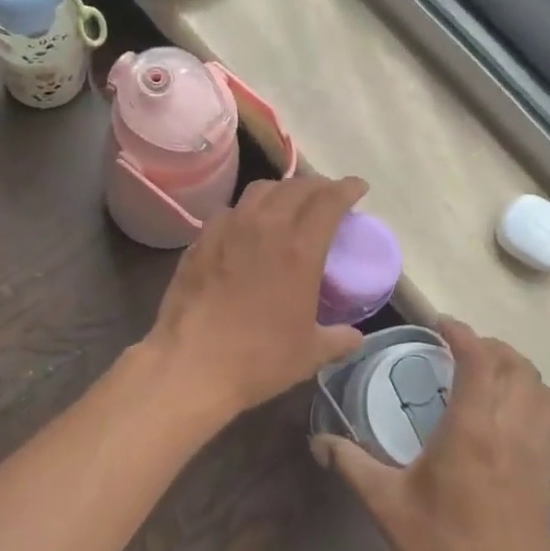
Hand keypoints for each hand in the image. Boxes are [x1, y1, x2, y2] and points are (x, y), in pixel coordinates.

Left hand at [144, 174, 368, 424]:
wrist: (191, 364)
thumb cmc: (258, 359)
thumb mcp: (309, 353)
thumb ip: (337, 339)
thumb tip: (353, 336)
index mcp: (299, 249)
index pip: (329, 200)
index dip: (347, 188)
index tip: (358, 187)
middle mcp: (264, 227)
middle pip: (294, 187)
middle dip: (317, 186)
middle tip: (326, 196)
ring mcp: (227, 230)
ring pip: (259, 191)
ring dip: (281, 191)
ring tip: (288, 204)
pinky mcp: (200, 241)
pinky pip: (229, 212)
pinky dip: (247, 211)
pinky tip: (246, 228)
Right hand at [312, 319, 549, 550]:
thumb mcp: (386, 505)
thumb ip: (351, 464)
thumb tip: (319, 441)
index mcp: (473, 432)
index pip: (480, 360)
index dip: (463, 334)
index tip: (440, 325)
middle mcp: (512, 432)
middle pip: (519, 367)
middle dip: (492, 346)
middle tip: (459, 347)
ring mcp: (537, 455)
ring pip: (541, 391)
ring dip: (516, 370)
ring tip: (484, 373)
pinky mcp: (548, 477)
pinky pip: (546, 417)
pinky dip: (528, 398)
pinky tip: (500, 416)